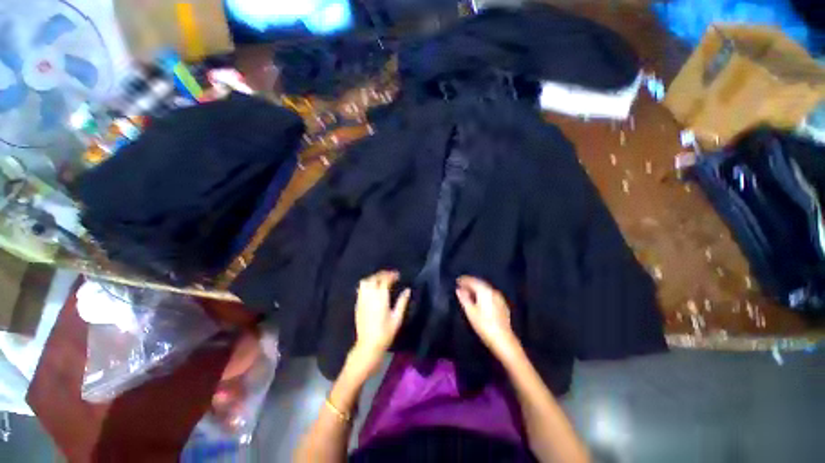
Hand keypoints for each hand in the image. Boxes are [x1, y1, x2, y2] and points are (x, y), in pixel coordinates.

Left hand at [350, 270, 410, 373]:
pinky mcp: (357, 304)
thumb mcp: (397, 318)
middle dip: (382, 274)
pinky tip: (372, 288)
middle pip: (374, 278)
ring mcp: (362, 299)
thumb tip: (407, 290)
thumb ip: (402, 302)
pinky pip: (360, 289)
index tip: (398, 275)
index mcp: (380, 298)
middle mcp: (369, 296)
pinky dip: (367, 284)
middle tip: (390, 276)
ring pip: (365, 281)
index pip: (385, 280)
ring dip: (373, 278)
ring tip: (381, 280)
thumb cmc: (385, 333)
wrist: (368, 345)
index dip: (391, 275)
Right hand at [456, 276, 521, 360]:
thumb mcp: (470, 312)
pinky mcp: (502, 305)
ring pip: (485, 289)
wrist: (503, 339)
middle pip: (479, 283)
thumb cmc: (484, 325)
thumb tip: (459, 290)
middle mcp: (493, 291)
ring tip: (468, 293)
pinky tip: (479, 300)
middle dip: (470, 284)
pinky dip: (482, 294)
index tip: (457, 281)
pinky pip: (490, 295)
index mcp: (484, 291)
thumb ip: (464, 298)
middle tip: (461, 286)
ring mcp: (499, 298)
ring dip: (476, 289)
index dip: (464, 280)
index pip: (473, 281)